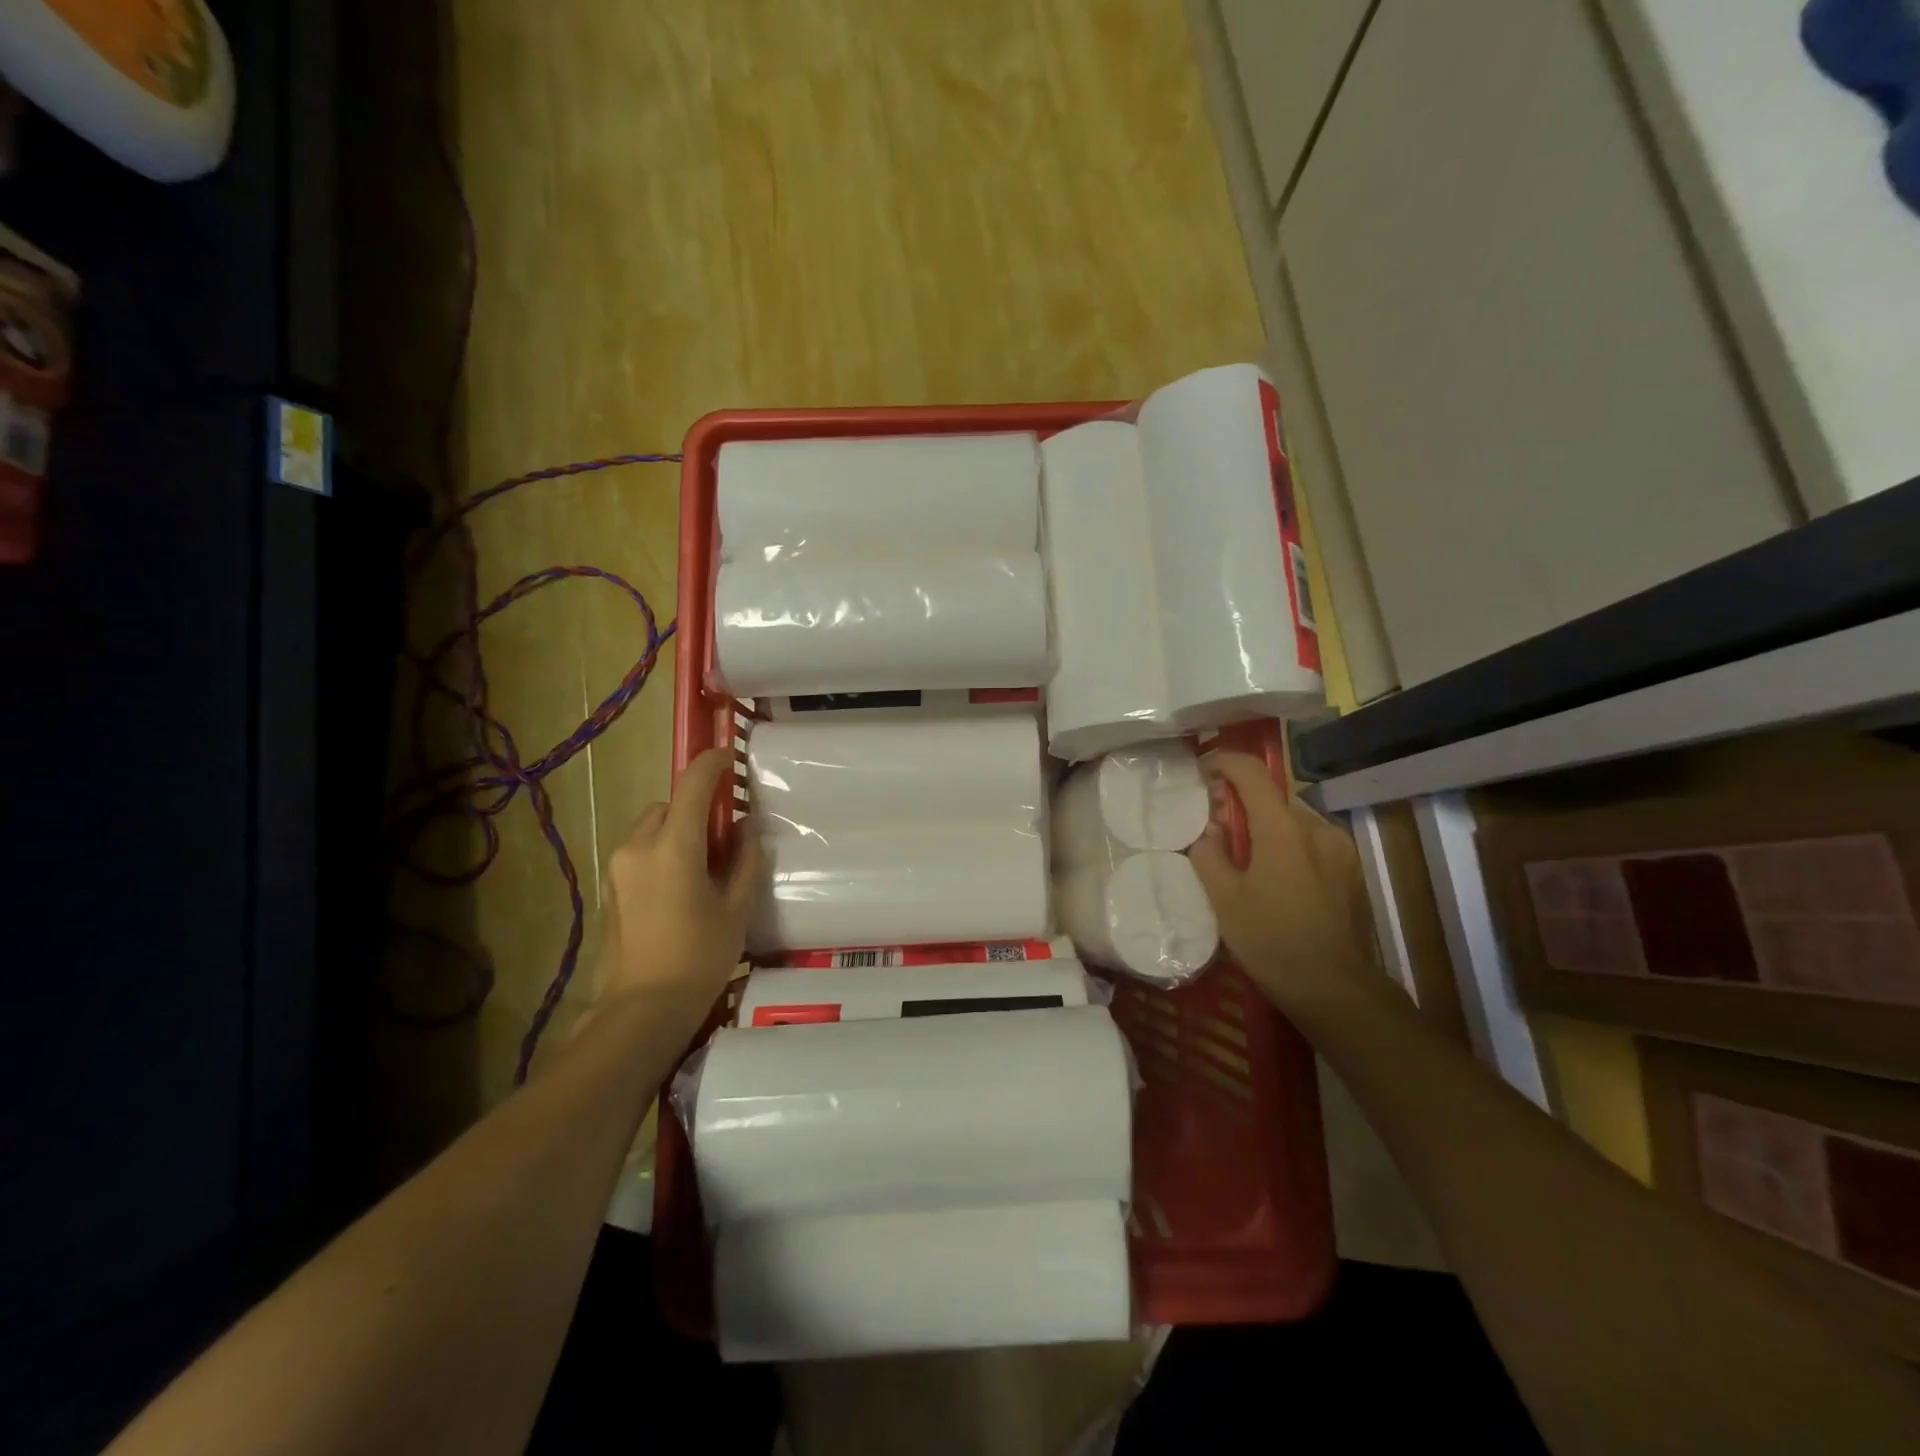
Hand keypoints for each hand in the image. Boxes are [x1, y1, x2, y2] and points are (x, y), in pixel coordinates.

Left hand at [589, 748, 763, 1012]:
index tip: (731, 757)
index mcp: (674, 846)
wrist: (643, 1009)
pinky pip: (639, 853)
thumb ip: (745, 859)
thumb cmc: (700, 956)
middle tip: (723, 835)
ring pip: (650, 828)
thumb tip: (746, 826)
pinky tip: (680, 889)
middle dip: (694, 808)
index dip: (713, 764)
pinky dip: (660, 854)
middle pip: (668, 805)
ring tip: (702, 867)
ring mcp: (618, 868)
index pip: (692, 785)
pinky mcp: (610, 889)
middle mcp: (638, 847)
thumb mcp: (737, 907)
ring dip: (676, 832)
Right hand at [1187, 752, 1382, 1014]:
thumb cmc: (1272, 942)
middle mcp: (1317, 828)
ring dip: (1267, 825)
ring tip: (1247, 858)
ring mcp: (1340, 848)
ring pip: (1294, 820)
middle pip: (1273, 797)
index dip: (1224, 763)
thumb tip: (1210, 832)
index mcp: (1283, 829)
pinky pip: (1312, 841)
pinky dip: (1288, 844)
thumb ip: (1210, 855)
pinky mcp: (1352, 869)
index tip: (1203, 771)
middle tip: (1217, 827)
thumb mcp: (1225, 901)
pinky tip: (1276, 877)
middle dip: (1242, 802)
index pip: (1251, 773)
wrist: (1336, 990)